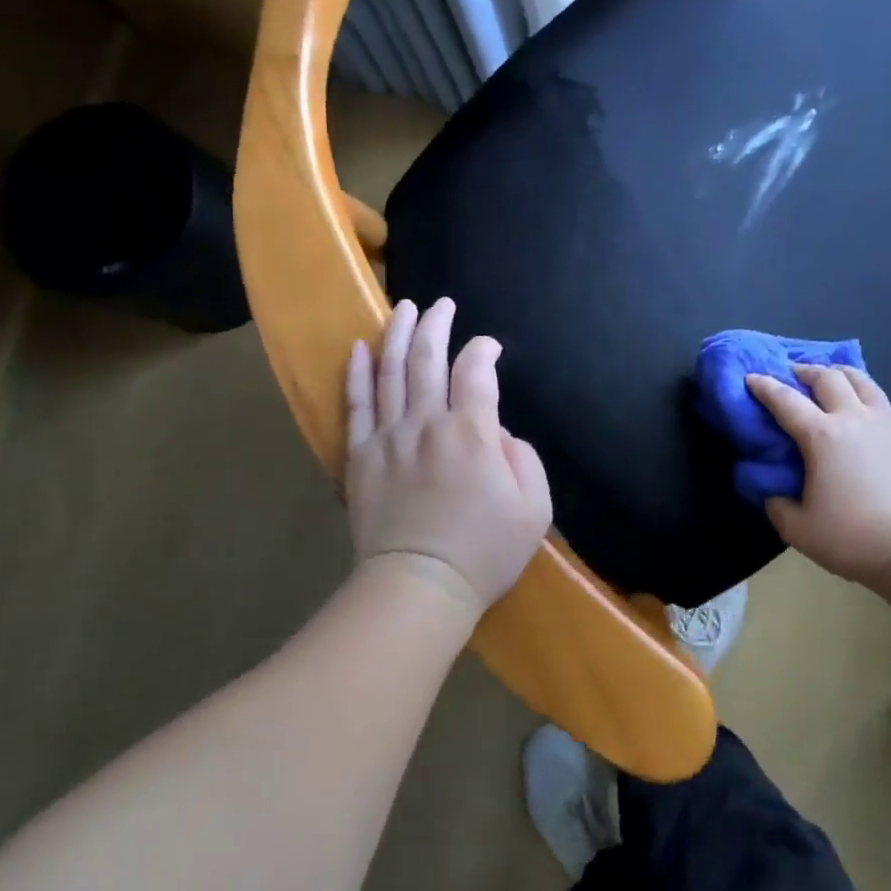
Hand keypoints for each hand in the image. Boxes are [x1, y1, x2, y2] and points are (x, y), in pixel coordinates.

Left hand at [345, 297, 552, 617]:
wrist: (419, 587)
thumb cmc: (483, 551)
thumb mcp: (535, 507)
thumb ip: (524, 457)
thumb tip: (496, 430)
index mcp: (472, 432)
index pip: (476, 370)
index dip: (484, 349)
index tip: (490, 346)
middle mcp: (427, 422)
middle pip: (429, 357)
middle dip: (437, 323)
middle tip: (441, 304)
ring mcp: (388, 436)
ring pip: (390, 370)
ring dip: (397, 334)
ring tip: (403, 307)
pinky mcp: (360, 456)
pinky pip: (356, 404)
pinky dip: (358, 373)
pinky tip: (360, 348)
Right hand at [747, 364, 890, 586]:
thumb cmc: (855, 539)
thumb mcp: (798, 530)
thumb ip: (777, 506)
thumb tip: (773, 493)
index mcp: (821, 436)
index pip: (785, 400)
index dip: (764, 386)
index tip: (751, 376)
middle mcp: (854, 419)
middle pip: (827, 377)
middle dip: (805, 370)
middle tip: (793, 373)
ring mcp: (888, 423)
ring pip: (862, 381)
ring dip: (840, 374)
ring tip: (832, 376)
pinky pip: (883, 406)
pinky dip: (866, 400)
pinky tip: (864, 417)